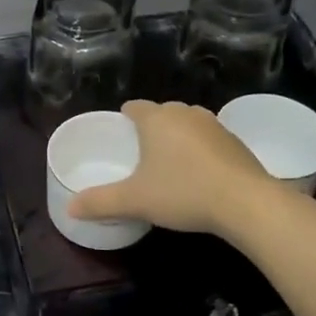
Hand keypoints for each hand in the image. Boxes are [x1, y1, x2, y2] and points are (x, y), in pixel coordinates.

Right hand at [66, 100, 275, 237]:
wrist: (246, 202)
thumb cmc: (183, 193)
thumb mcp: (135, 201)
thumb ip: (100, 202)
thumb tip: (70, 208)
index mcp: (157, 119)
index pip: (133, 107)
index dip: (124, 118)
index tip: (120, 136)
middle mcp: (185, 113)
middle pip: (161, 113)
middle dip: (151, 129)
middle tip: (141, 155)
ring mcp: (214, 125)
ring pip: (187, 124)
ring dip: (178, 138)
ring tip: (170, 164)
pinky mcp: (236, 141)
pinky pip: (209, 139)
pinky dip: (201, 151)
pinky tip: (200, 174)